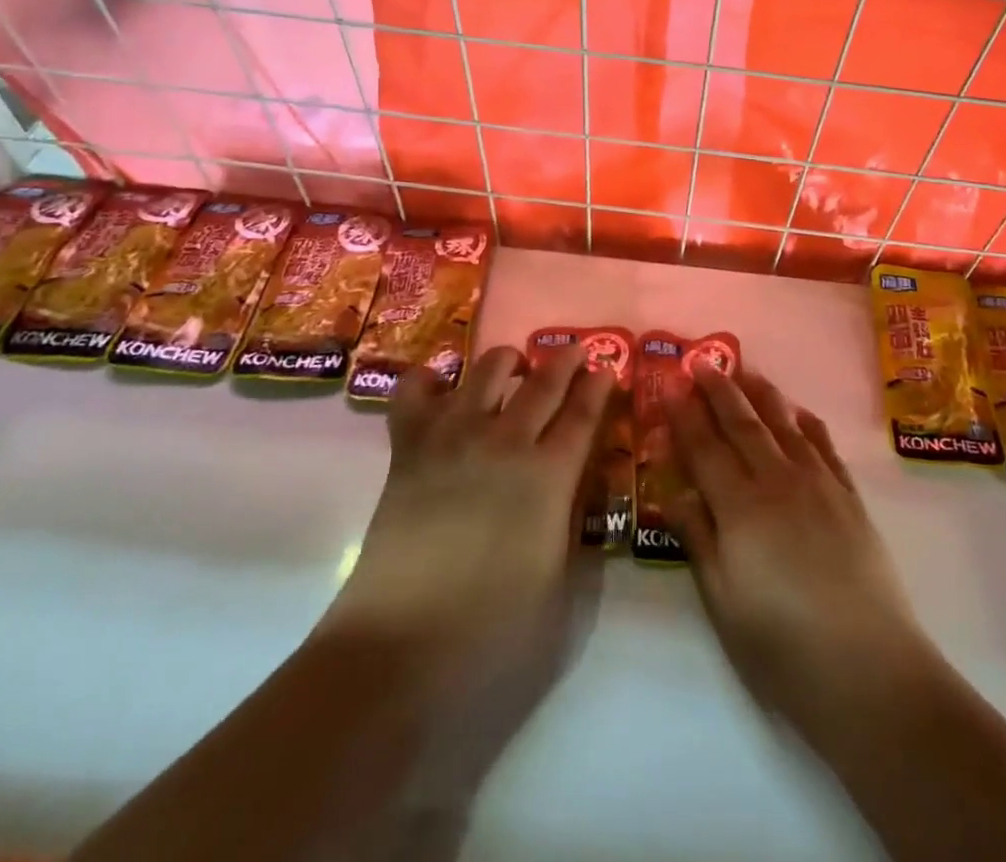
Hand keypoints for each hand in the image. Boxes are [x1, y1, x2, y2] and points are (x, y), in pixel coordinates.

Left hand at [323, 345, 612, 786]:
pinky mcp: (409, 450)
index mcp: (550, 477)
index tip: (608, 368)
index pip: (584, 415)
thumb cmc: (491, 636)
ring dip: (508, 361)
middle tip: (576, 352)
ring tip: (514, 367)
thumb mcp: (560, 591)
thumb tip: (573, 493)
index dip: (600, 387)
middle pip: (543, 383)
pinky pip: (415, 393)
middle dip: (565, 361)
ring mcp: (454, 439)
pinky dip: (430, 380)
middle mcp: (506, 443)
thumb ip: (571, 530)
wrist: (397, 653)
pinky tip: (442, 387)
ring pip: (488, 370)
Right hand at [667, 366, 934, 725]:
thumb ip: (698, 539)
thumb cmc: (783, 647)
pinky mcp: (850, 498)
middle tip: (702, 363)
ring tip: (745, 370)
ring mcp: (819, 485)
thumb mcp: (723, 602)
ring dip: (762, 394)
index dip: (685, 416)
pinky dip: (807, 423)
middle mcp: (778, 482)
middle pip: (743, 425)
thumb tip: (672, 491)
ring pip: (784, 425)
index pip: (705, 448)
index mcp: (741, 508)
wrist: (870, 670)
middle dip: (719, 391)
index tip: (671, 385)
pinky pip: (824, 446)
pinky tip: (798, 411)